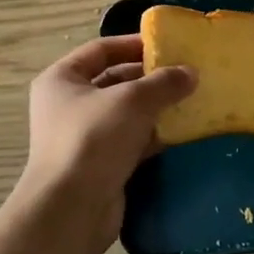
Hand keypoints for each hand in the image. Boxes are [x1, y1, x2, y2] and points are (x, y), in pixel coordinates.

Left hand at [16, 34, 195, 252]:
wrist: (72, 209)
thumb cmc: (94, 139)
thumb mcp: (133, 100)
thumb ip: (164, 82)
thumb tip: (191, 73)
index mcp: (62, 79)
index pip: (101, 50)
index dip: (134, 44)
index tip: (168, 45)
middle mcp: (68, 105)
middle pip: (114, 81)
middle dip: (150, 78)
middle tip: (186, 74)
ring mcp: (83, 137)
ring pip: (125, 113)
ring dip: (155, 107)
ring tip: (190, 99)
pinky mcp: (100, 164)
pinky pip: (131, 141)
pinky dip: (153, 135)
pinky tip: (181, 132)